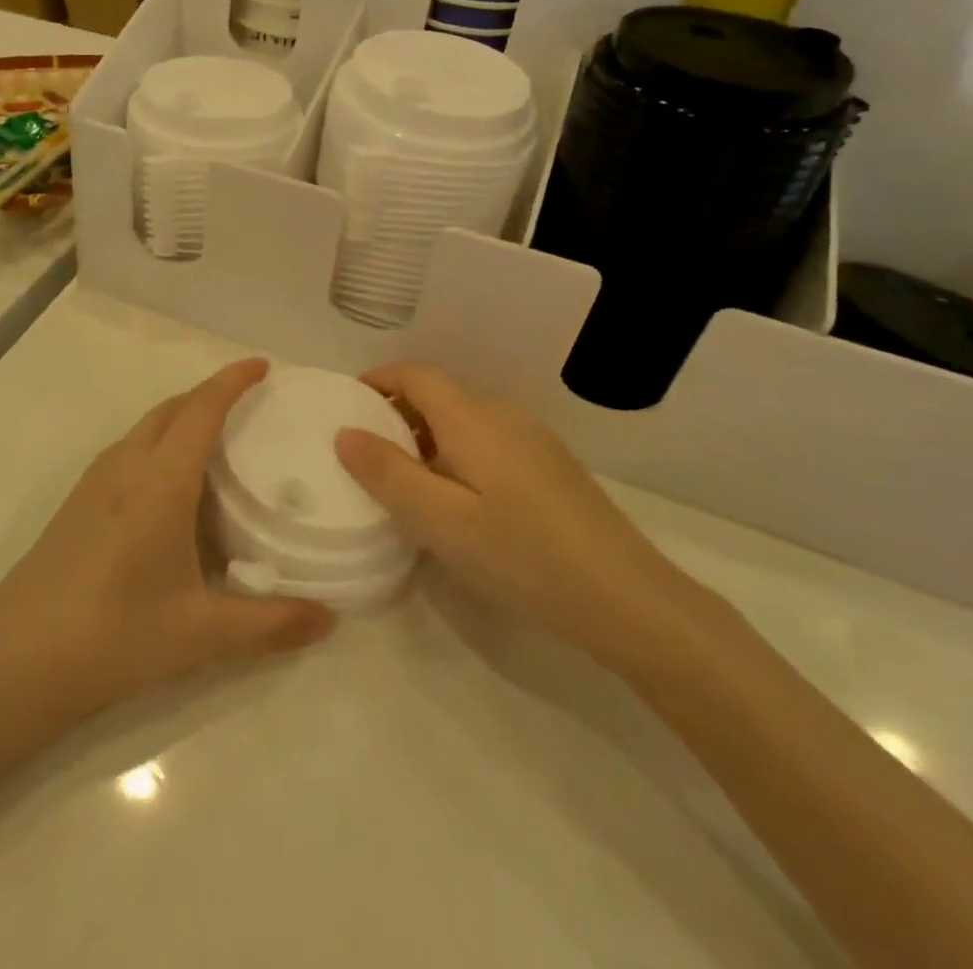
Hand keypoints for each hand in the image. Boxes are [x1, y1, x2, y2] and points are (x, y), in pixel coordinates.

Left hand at [0, 359, 335, 721]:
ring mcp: (95, 480)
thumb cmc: (116, 635)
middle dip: (210, 394)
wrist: (18, 659)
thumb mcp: (201, 632)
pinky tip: (173, 489)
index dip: (233, 381)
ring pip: (147, 427)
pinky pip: (130, 450)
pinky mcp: (78, 500)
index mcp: (161, 480)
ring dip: (182, 417)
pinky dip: (160, 444)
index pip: (202, 409)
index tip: (263, 365)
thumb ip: (270, 623)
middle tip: (250, 405)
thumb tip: (330, 620)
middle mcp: (127, 465)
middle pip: (173, 408)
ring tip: (219, 442)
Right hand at [334, 363, 700, 670]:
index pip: (416, 374)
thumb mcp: (440, 520)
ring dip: (427, 436)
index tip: (347, 405)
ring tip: (405, 482)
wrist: (626, 598)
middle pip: (440, 394)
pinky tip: (457, 502)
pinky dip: (456, 454)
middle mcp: (503, 414)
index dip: (379, 380)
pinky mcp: (551, 467)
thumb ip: (388, 473)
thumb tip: (345, 433)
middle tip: (366, 454)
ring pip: (464, 420)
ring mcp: (533, 439)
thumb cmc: (522, 554)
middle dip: (397, 412)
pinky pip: (488, 441)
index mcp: (472, 417)